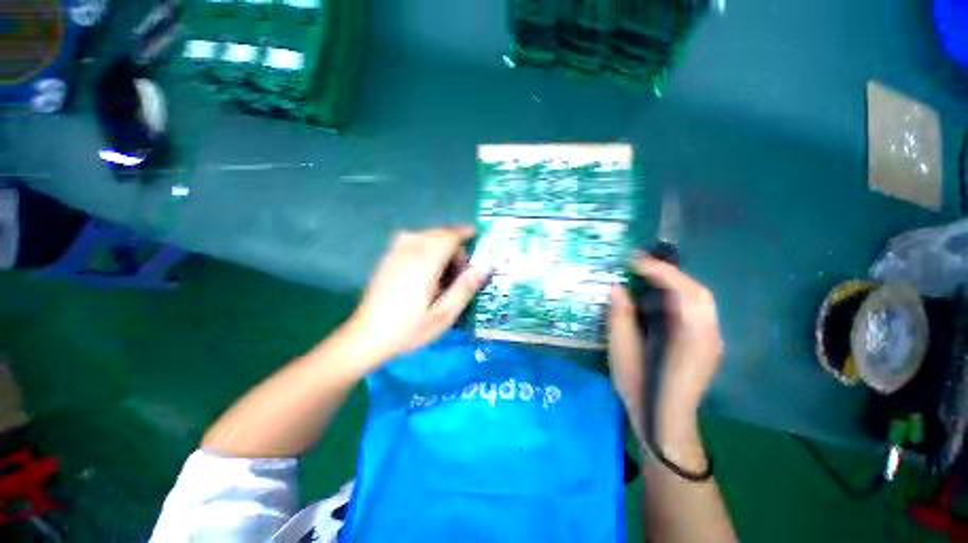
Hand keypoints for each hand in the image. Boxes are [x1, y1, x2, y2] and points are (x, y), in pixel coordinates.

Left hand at [339, 226, 489, 372]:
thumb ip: (465, 288)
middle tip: (461, 270)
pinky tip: (427, 268)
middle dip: (455, 244)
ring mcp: (395, 253)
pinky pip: (412, 240)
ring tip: (445, 270)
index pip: (449, 236)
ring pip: (425, 235)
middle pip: (438, 233)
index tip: (478, 239)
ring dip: (440, 244)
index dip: (465, 234)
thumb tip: (485, 266)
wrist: (366, 337)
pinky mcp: (387, 258)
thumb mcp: (444, 315)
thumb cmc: (409, 329)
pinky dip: (426, 246)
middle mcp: (408, 250)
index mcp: (424, 262)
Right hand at [608, 254, 723, 443]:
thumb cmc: (640, 389)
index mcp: (689, 340)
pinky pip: (696, 310)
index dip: (658, 271)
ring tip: (645, 277)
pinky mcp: (707, 344)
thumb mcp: (621, 352)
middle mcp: (709, 336)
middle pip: (697, 292)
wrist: (665, 423)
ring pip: (699, 300)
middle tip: (639, 265)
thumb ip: (620, 317)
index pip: (682, 293)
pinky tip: (657, 299)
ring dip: (673, 283)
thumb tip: (616, 288)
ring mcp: (712, 341)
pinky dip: (677, 296)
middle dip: (668, 273)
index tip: (633, 259)